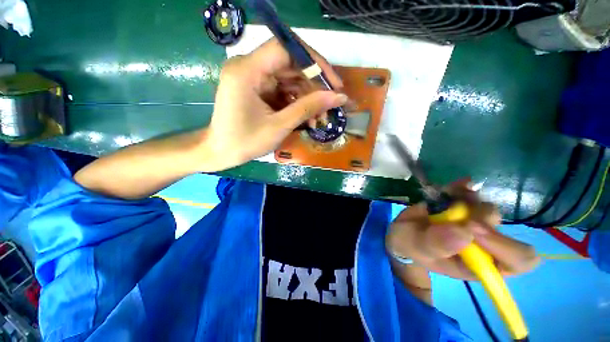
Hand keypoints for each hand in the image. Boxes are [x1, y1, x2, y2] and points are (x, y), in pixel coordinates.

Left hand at [205, 38, 346, 169]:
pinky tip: (307, 117)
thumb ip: (308, 108)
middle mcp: (248, 66)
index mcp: (247, 70)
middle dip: (313, 85)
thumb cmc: (245, 142)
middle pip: (290, 64)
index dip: (314, 62)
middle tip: (331, 104)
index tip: (333, 82)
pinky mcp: (256, 88)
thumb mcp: (280, 126)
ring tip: (319, 117)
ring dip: (307, 97)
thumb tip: (338, 97)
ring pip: (289, 78)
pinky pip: (282, 89)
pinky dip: (296, 102)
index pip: (286, 48)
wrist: (221, 152)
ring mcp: (252, 77)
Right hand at [386, 180, 539, 290]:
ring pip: (487, 208)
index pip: (518, 260)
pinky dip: (462, 187)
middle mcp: (484, 244)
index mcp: (479, 264)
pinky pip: (472, 193)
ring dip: (466, 201)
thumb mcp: (417, 248)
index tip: (471, 228)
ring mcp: (474, 223)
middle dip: (479, 217)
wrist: (402, 231)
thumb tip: (465, 232)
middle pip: (503, 228)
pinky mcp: (462, 207)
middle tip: (454, 211)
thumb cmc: (411, 245)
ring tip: (443, 201)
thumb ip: (436, 244)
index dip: (505, 245)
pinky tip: (453, 186)